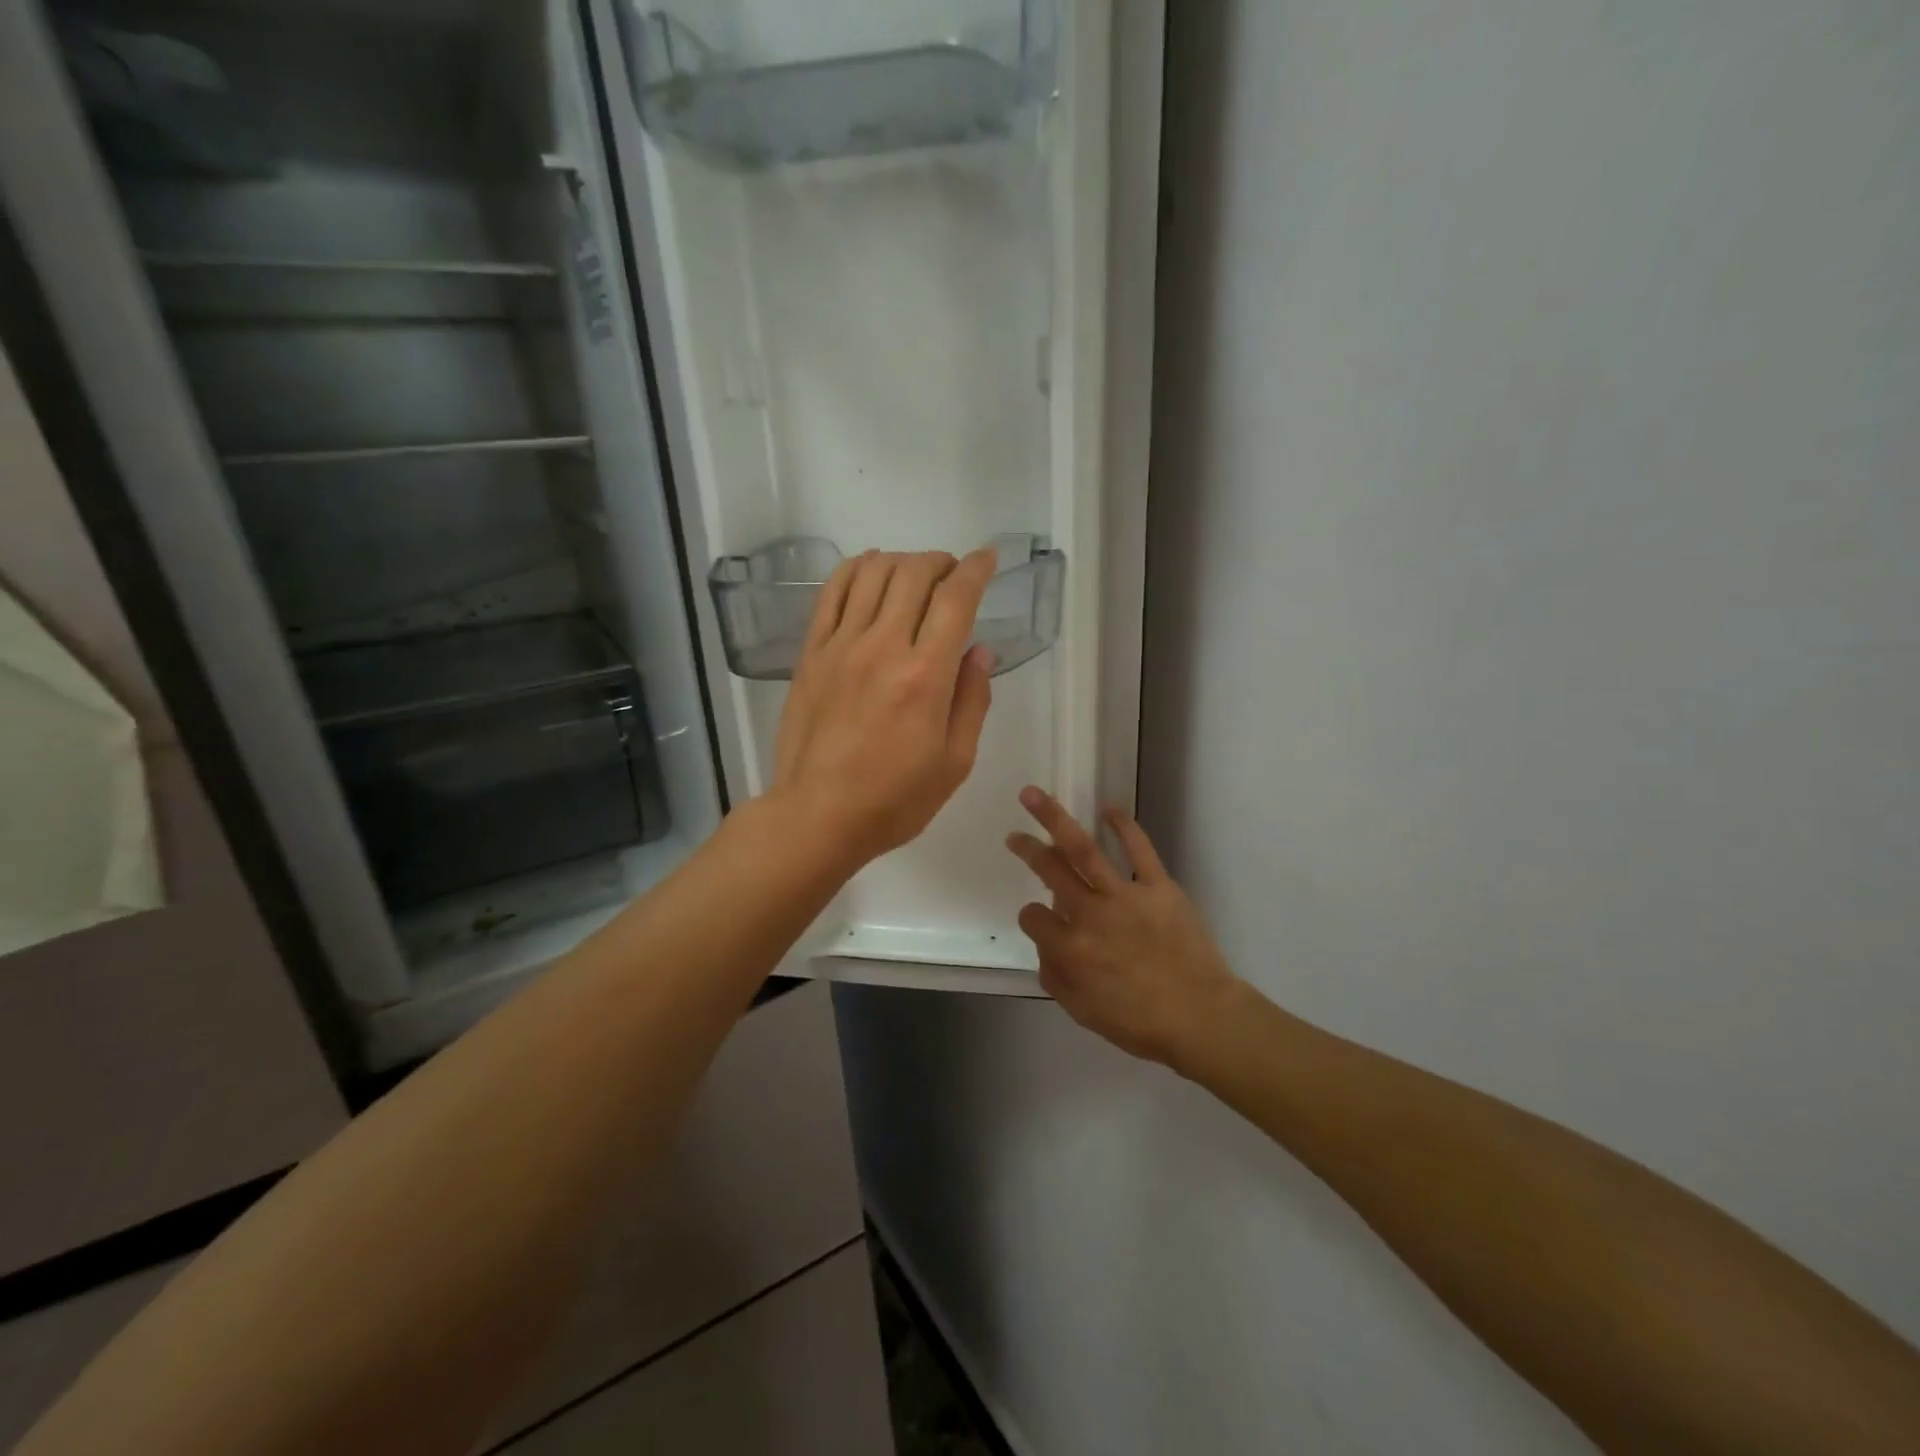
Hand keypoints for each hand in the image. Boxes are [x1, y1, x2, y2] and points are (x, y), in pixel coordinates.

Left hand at [770, 549, 997, 869]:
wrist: (817, 816)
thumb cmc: (894, 800)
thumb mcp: (955, 763)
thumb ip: (973, 700)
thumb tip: (980, 651)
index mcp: (926, 677)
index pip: (956, 599)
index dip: (977, 569)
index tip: (988, 559)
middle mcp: (883, 647)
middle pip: (914, 573)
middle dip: (941, 561)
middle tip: (953, 575)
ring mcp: (841, 646)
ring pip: (872, 572)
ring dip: (902, 561)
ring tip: (915, 575)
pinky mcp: (811, 653)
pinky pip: (831, 592)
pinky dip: (855, 569)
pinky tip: (870, 572)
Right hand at [1007, 788, 1246, 1070]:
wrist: (1202, 1018)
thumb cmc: (1140, 1023)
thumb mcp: (1082, 1012)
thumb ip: (1054, 977)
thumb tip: (1046, 947)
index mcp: (1070, 948)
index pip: (1033, 917)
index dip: (1032, 918)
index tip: (1043, 922)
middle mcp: (1090, 914)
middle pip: (1049, 870)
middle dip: (1027, 848)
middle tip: (1014, 834)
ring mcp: (1125, 896)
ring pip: (1083, 849)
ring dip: (1055, 819)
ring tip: (1035, 796)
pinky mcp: (1159, 886)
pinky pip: (1140, 849)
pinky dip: (1124, 826)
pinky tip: (1108, 809)